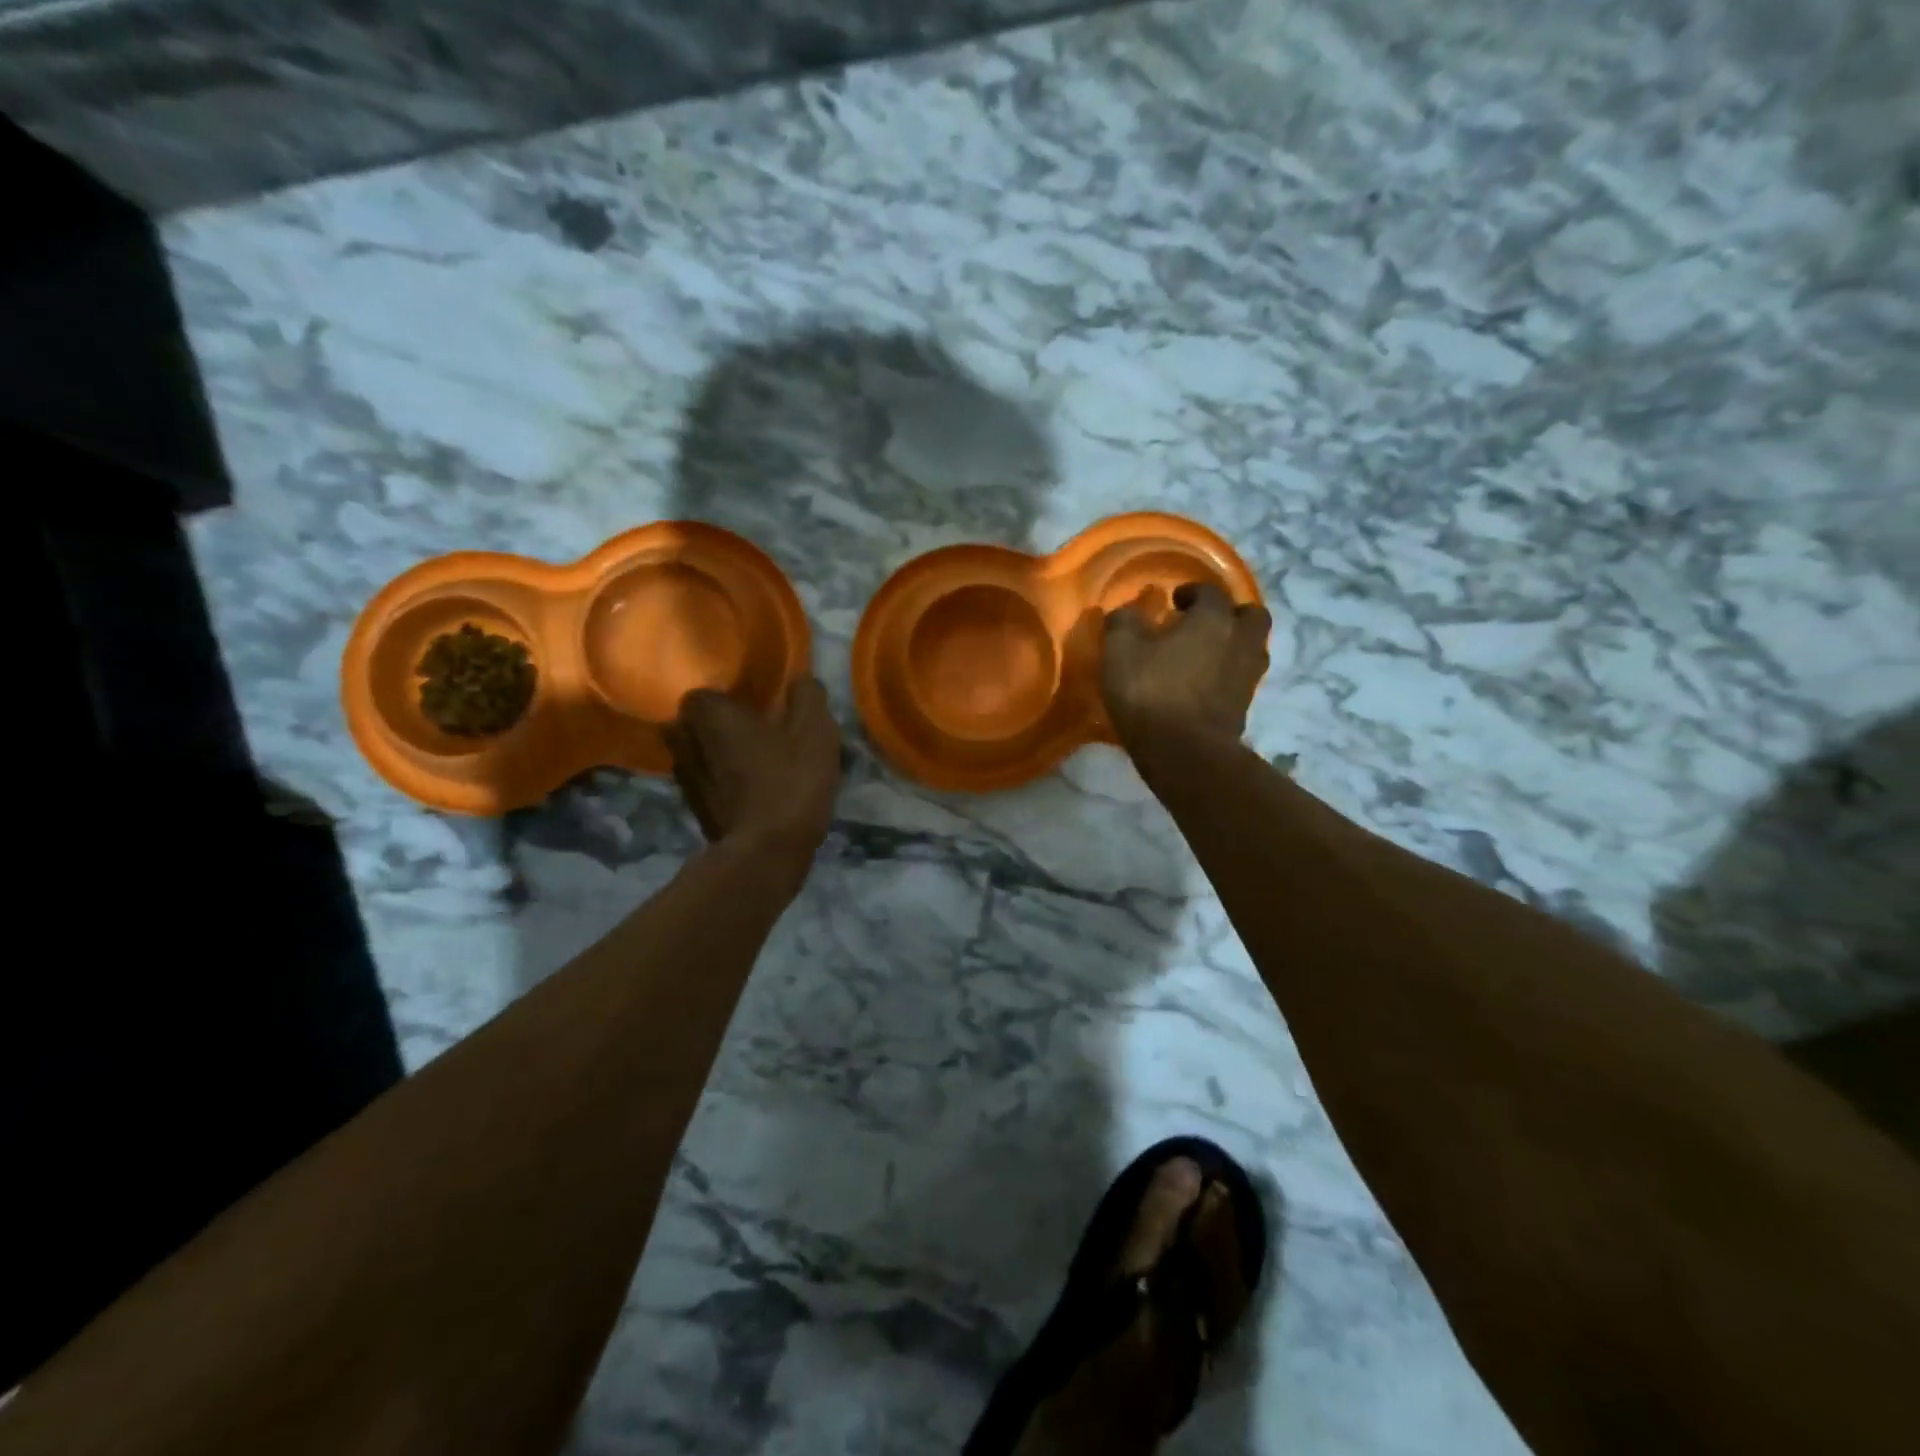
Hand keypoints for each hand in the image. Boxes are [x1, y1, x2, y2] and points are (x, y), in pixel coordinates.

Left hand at [665, 677, 841, 869]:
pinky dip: (722, 783)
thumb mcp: (815, 731)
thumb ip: (807, 695)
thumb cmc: (790, 781)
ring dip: (717, 755)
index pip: (703, 692)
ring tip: (752, 761)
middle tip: (751, 730)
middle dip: (715, 726)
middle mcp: (686, 743)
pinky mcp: (695, 811)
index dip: (727, 696)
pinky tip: (752, 791)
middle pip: (693, 724)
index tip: (753, 705)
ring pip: (697, 755)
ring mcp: (685, 781)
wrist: (766, 853)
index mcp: (710, 715)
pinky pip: (706, 784)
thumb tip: (801, 680)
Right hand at [1101, 582, 1271, 746]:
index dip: (1192, 592)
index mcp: (1213, 619)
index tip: (1173, 601)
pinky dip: (1228, 674)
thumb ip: (1123, 623)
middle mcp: (1240, 641)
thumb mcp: (1120, 652)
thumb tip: (1127, 611)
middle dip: (1230, 614)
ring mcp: (1248, 676)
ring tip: (1204, 654)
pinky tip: (1204, 684)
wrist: (1185, 753)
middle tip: (1203, 623)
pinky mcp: (1245, 706)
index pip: (1210, 592)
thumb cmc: (1151, 693)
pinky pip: (1242, 678)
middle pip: (1250, 615)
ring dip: (1233, 644)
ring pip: (1252, 648)